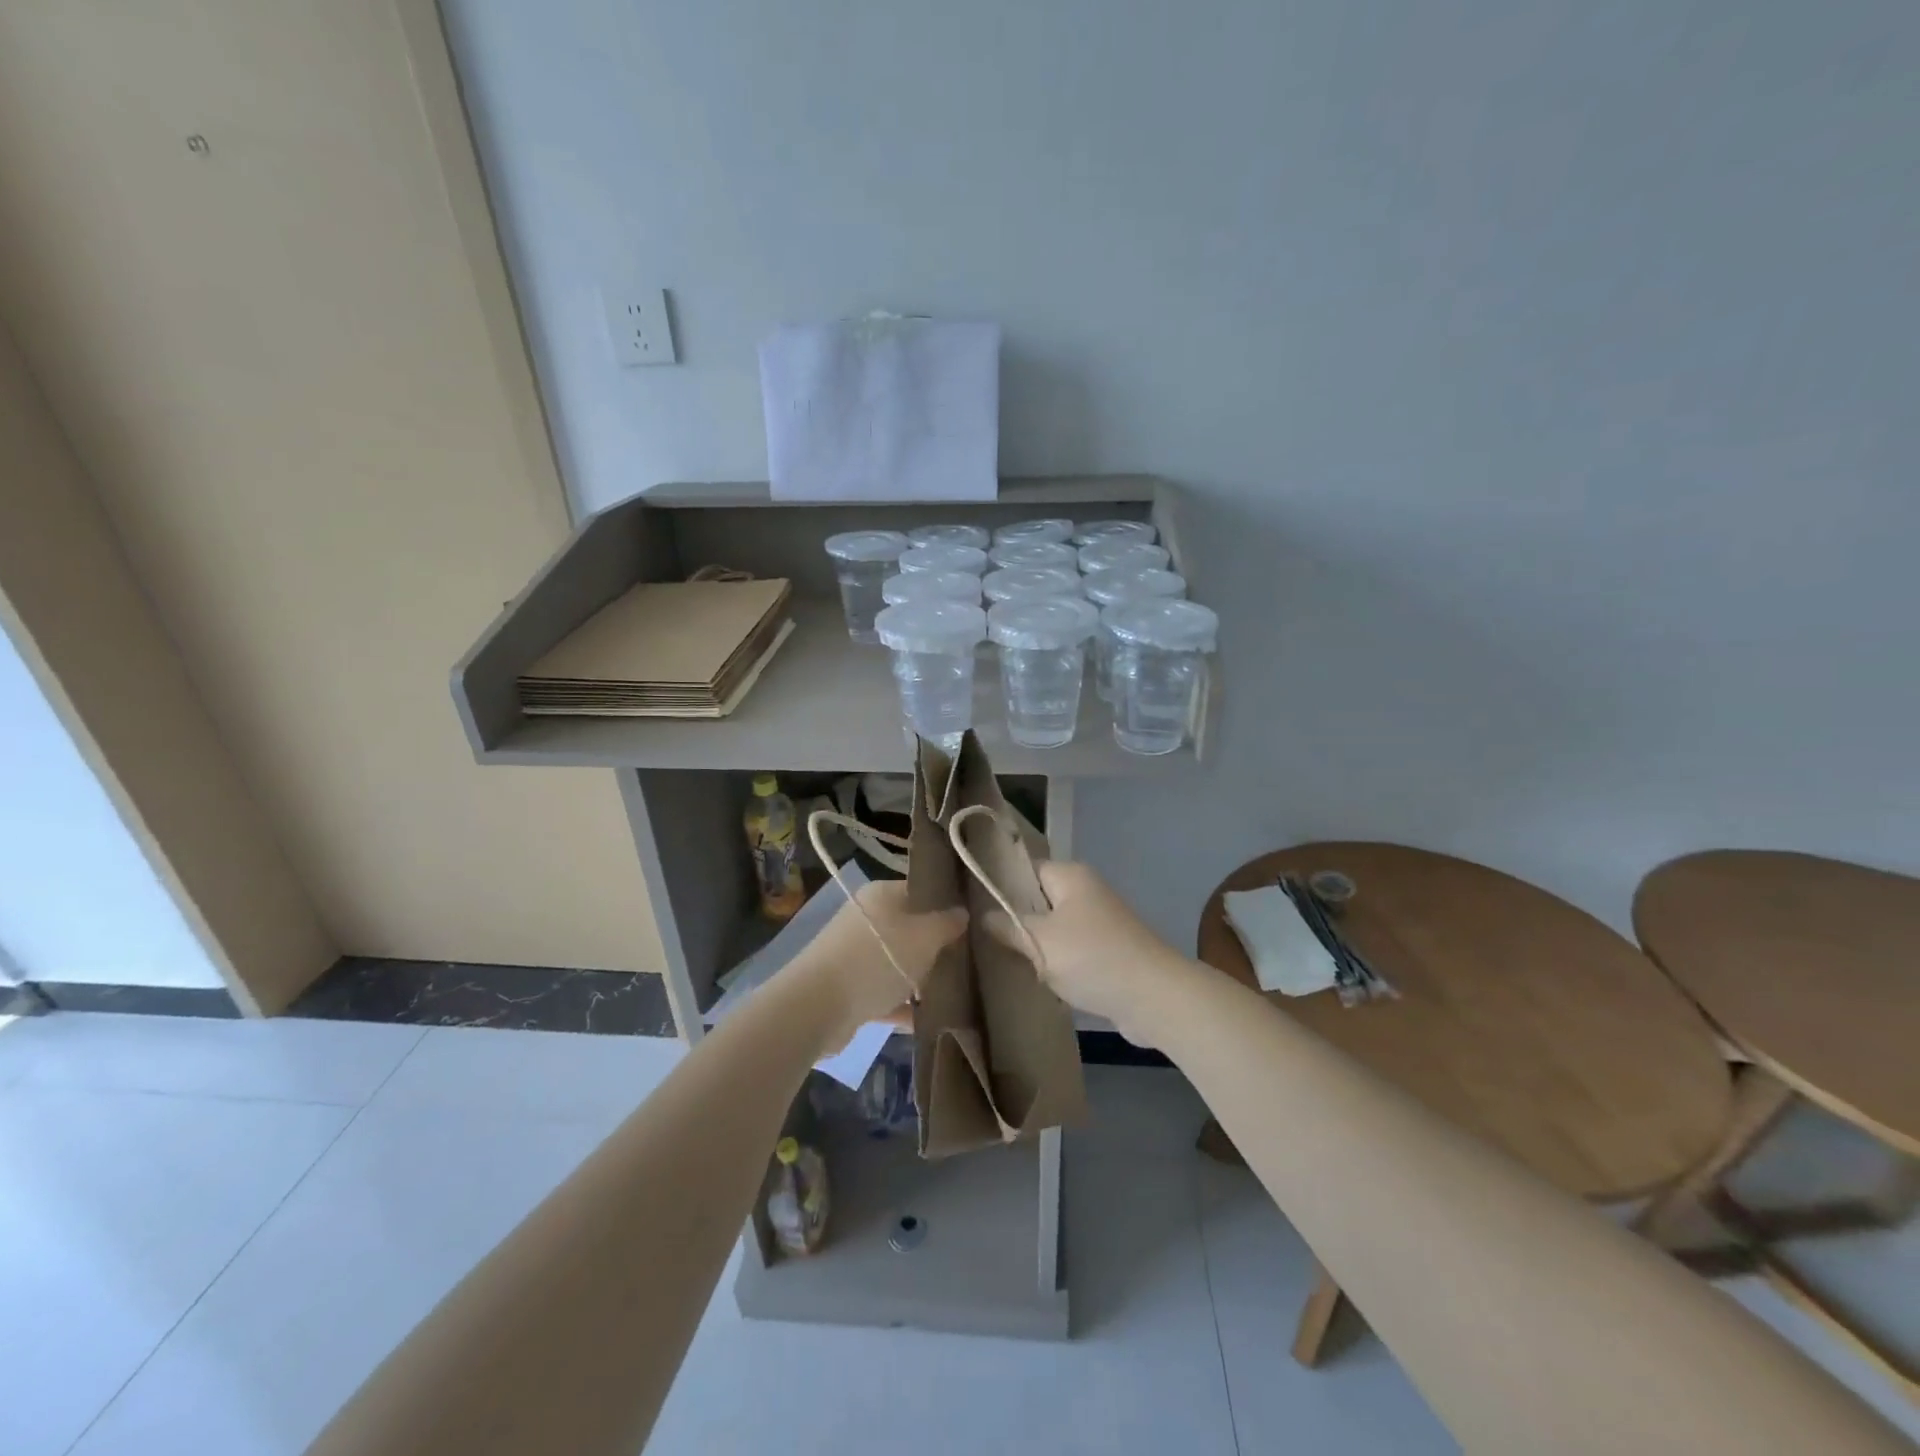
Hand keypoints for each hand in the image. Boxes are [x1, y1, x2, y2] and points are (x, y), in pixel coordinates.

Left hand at [783, 880, 966, 1054]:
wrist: (818, 1006)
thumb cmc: (878, 959)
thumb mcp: (924, 937)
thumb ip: (947, 924)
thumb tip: (962, 913)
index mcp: (881, 895)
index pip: (921, 891)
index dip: (947, 904)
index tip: (974, 923)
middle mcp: (867, 919)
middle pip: (911, 929)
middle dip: (938, 947)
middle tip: (969, 961)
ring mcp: (855, 954)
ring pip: (898, 963)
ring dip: (922, 979)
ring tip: (957, 993)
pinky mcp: (850, 988)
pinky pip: (885, 992)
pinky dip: (904, 1004)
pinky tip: (931, 1019)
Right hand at [986, 861, 1203, 1047]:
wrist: (1154, 997)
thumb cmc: (1092, 958)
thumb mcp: (1039, 941)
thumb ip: (1008, 926)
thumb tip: (984, 916)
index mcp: (1070, 876)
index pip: (1025, 869)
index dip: (999, 886)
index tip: (973, 907)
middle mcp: (1086, 892)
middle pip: (1038, 900)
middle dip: (1015, 921)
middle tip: (982, 940)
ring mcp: (1100, 923)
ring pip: (1054, 929)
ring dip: (1036, 946)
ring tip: (1005, 962)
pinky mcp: (1108, 952)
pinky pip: (1071, 951)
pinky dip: (1057, 964)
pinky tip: (1038, 981)